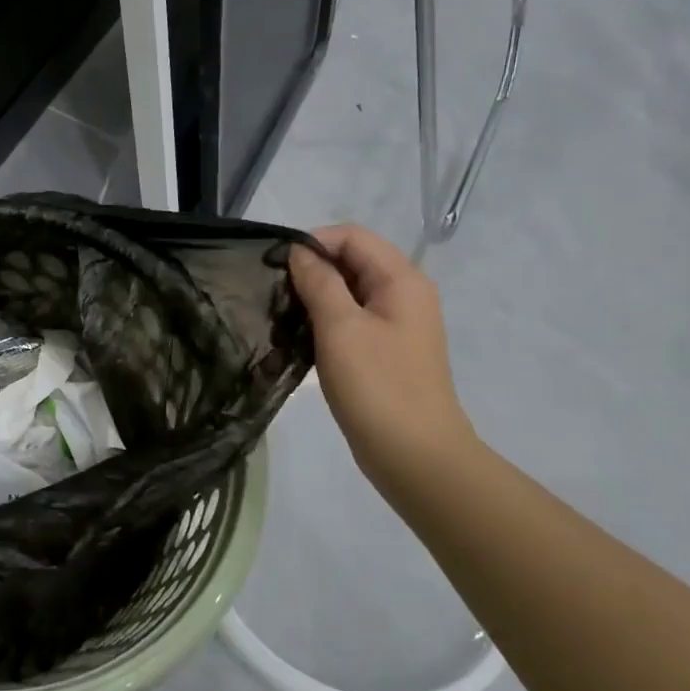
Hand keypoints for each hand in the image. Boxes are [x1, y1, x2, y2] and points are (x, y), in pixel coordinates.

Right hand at [288, 226, 475, 492]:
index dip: (313, 243)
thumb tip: (299, 252)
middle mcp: (404, 294)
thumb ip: (319, 282)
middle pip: (352, 260)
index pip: (352, 236)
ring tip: (284, 317)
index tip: (277, 267)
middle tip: (275, 294)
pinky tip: (301, 338)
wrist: (413, 453)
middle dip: (312, 269)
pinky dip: (326, 320)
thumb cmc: (377, 385)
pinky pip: (352, 318)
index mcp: (401, 280)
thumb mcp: (340, 327)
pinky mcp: (385, 349)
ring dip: (315, 296)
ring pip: (349, 291)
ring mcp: (397, 324)